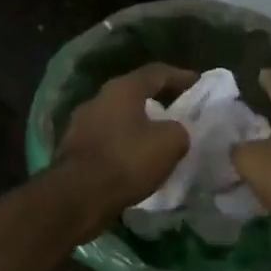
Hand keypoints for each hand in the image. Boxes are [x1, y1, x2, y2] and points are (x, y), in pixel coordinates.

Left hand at [53, 63, 196, 232]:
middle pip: (132, 94)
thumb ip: (179, 130)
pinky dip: (123, 146)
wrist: (77, 197)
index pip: (156, 73)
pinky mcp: (73, 151)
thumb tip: (174, 132)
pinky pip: (106, 141)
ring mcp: (80, 125)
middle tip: (177, 111)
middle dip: (156, 101)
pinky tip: (135, 161)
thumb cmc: (126, 161)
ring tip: (157, 139)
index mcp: (121, 90)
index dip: (179, 76)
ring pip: (117, 119)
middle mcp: (97, 100)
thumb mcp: (170, 143)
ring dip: (138, 126)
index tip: (197, 82)